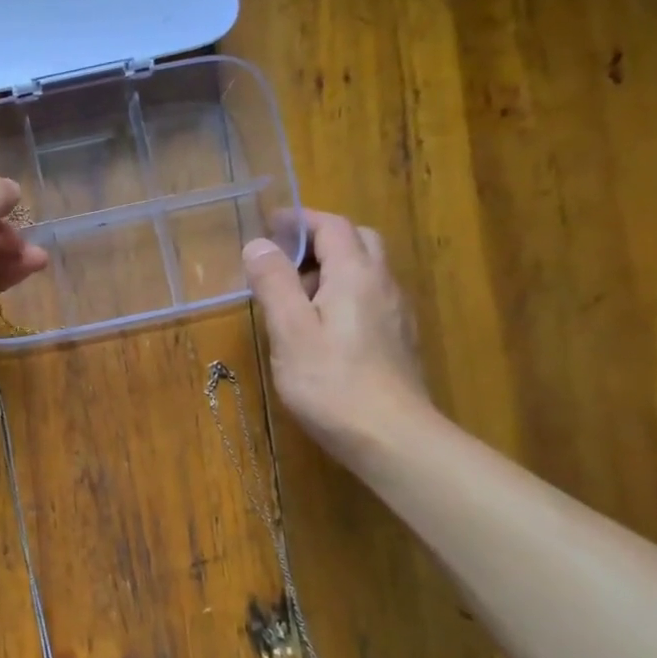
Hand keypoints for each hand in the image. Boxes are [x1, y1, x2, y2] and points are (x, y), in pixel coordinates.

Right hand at [243, 210, 431, 461]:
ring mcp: (395, 313)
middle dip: (320, 240)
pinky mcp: (398, 340)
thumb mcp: (290, 331)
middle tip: (284, 259)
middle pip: (357, 241)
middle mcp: (383, 284)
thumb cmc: (332, 382)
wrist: (391, 437)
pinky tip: (322, 327)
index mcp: (356, 275)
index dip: (300, 220)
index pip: (332, 226)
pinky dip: (343, 294)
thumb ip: (274, 283)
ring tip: (295, 295)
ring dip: (332, 268)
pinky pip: (370, 298)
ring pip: (366, 271)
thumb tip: (259, 244)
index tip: (268, 225)